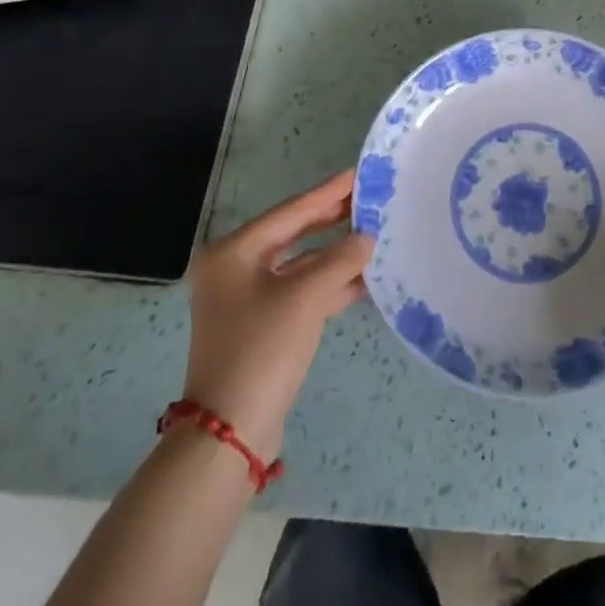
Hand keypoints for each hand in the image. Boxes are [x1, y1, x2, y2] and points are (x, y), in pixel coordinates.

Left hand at [182, 169, 372, 461]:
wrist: (230, 432)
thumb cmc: (262, 348)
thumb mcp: (306, 297)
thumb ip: (341, 259)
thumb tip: (367, 238)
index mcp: (233, 252)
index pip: (291, 211)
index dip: (328, 192)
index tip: (358, 172)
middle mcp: (234, 269)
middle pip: (294, 233)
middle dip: (333, 219)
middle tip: (369, 198)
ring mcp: (246, 299)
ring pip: (300, 264)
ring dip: (335, 254)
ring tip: (374, 234)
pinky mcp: (261, 325)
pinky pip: (300, 291)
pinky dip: (329, 283)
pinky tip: (363, 277)